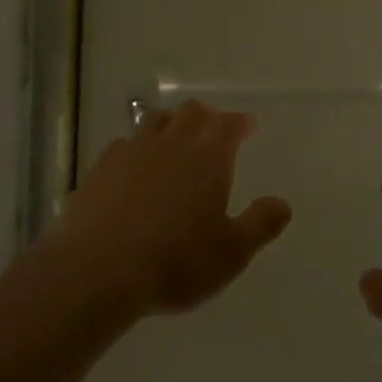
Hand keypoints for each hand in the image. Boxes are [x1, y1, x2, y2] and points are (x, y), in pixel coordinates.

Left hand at [61, 101, 292, 318]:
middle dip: (206, 117)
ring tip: (174, 140)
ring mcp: (132, 150)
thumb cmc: (176, 261)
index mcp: (207, 157)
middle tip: (213, 129)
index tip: (247, 126)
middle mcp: (170, 143)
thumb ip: (260, 224)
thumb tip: (282, 203)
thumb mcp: (231, 253)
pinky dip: (137, 148)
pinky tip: (135, 167)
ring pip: (155, 120)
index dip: (239, 123)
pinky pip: (124, 144)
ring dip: (170, 124)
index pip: (227, 124)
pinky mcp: (101, 166)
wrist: (99, 269)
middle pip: (190, 113)